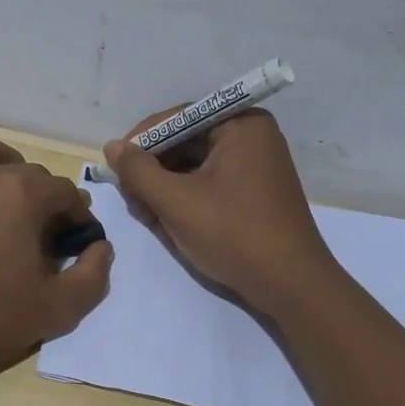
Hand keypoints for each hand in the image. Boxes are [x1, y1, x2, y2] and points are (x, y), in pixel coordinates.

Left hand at [0, 135, 112, 387]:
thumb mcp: (57, 310)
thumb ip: (92, 276)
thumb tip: (100, 247)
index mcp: (24, 194)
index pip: (66, 193)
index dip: (78, 218)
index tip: (75, 245)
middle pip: (28, 172)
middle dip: (43, 198)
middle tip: (40, 237)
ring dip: (0, 169)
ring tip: (2, 200)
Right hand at [104, 109, 338, 317]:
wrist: (291, 286)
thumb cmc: (233, 234)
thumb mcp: (176, 201)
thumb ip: (138, 171)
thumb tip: (112, 146)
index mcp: (241, 124)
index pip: (178, 118)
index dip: (142, 141)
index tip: (116, 167)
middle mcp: (252, 136)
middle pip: (185, 143)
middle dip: (154, 171)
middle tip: (132, 200)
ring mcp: (257, 165)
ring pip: (194, 166)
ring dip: (166, 189)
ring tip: (149, 217)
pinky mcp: (255, 192)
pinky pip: (211, 183)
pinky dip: (187, 199)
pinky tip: (169, 224)